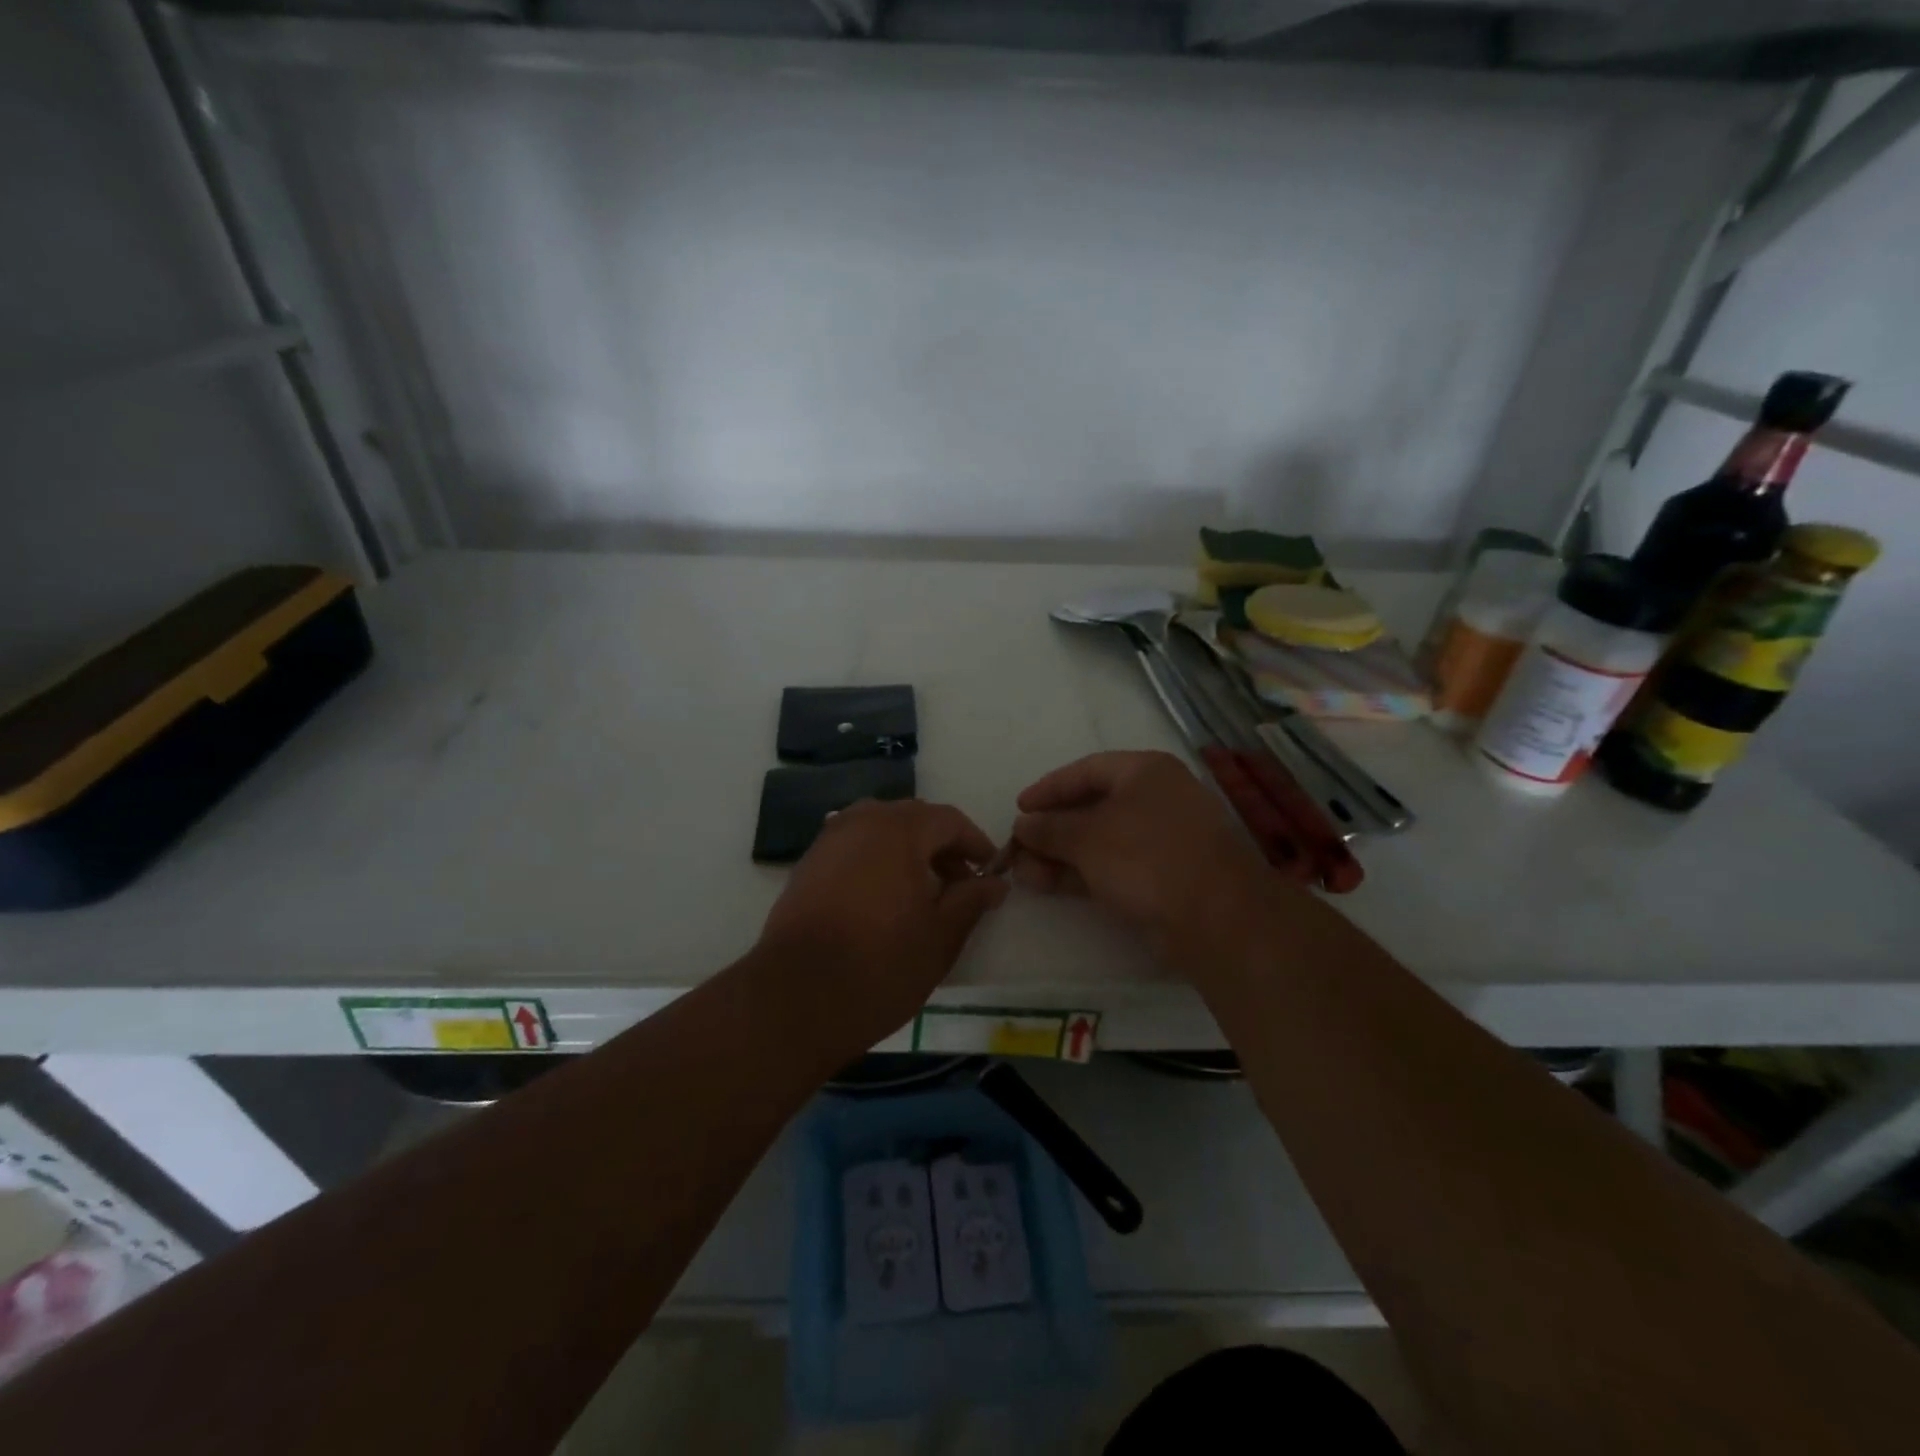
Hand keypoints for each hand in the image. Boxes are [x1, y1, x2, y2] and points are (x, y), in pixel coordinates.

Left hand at [753, 799, 1009, 1055]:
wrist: (795, 998)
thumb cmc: (880, 965)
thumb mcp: (941, 936)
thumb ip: (972, 900)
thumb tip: (996, 882)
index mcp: (899, 830)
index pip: (949, 820)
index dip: (975, 843)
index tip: (990, 872)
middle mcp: (861, 821)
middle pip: (913, 819)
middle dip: (941, 846)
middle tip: (960, 885)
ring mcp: (829, 840)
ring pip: (880, 830)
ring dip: (908, 851)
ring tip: (922, 893)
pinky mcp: (807, 864)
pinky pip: (854, 847)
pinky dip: (877, 860)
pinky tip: (883, 898)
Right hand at [1010, 751, 1280, 959]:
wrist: (1215, 917)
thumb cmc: (1147, 857)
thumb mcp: (1087, 837)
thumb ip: (1049, 828)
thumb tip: (1022, 825)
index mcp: (1146, 772)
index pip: (1087, 770)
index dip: (1049, 788)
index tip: (1019, 807)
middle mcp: (1156, 799)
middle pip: (1092, 806)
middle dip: (1051, 829)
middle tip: (1019, 847)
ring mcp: (1162, 840)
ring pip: (1100, 841)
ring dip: (1060, 855)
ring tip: (1024, 873)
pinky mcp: (1163, 876)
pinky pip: (1113, 865)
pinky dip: (1081, 872)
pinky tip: (1048, 885)